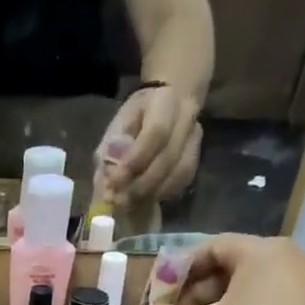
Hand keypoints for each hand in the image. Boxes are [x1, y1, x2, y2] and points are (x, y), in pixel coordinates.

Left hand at [96, 86, 201, 205]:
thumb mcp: (118, 126)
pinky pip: (183, 180)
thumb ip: (111, 152)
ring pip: (180, 172)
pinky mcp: (197, 157)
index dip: (136, 159)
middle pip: (169, 157)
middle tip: (117, 200)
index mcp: (165, 101)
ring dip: (151, 193)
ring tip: (127, 203)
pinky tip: (143, 199)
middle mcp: (187, 118)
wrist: (167, 106)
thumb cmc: (136, 116)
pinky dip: (161, 193)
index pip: (156, 132)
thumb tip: (108, 184)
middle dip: (141, 184)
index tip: (114, 180)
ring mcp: (195, 138)